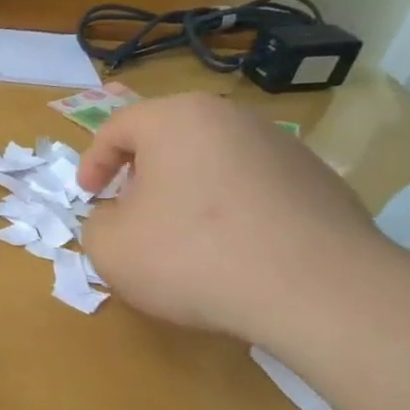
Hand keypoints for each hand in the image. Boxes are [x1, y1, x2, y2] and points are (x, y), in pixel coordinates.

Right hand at [75, 93, 393, 343]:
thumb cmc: (192, 256)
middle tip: (131, 213)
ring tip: (184, 239)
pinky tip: (233, 254)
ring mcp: (284, 147)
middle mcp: (233, 119)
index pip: (118, 126)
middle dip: (143, 175)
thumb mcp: (110, 247)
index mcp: (177, 120)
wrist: (315, 290)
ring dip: (189, 193)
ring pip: (215, 162)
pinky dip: (233, 212)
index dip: (93, 162)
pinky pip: (255, 189)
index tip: (89, 197)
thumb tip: (117, 218)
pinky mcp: (320, 183)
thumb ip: (96, 223)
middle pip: (170, 139)